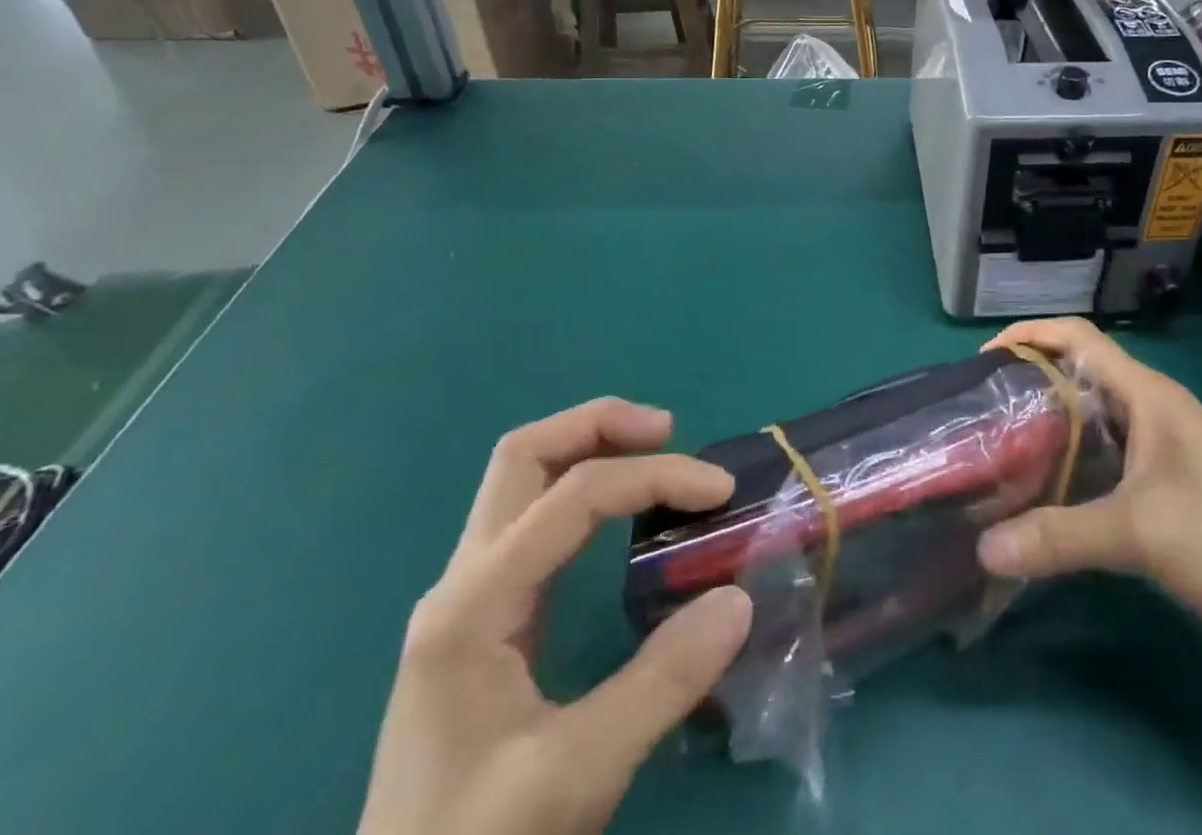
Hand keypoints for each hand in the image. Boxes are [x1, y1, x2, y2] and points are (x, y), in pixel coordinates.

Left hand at [358, 400, 752, 834]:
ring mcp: (468, 600)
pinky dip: (583, 491)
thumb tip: (739, 596)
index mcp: (472, 605)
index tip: (720, 492)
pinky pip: (533, 521)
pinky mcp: (484, 623)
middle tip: (669, 431)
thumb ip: (661, 683)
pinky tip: (623, 518)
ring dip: (589, 448)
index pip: (573, 496)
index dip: (653, 476)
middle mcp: (462, 582)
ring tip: (655, 455)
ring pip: (522, 481)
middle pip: (524, 456)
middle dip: (600, 425)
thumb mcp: (575, 776)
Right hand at [975, 320, 1201, 648]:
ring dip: (1046, 428)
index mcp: (1146, 394)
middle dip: (1028, 384)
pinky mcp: (1162, 485)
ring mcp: (1158, 447)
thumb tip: (981, 547)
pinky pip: (1102, 458)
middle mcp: (1149, 408)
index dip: (1028, 334)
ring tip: (998, 450)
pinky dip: (1068, 465)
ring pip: (1088, 420)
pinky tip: (1042, 493)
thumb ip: (1058, 536)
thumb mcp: (1140, 533)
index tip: (982, 361)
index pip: (1077, 337)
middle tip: (979, 413)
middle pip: (1077, 375)